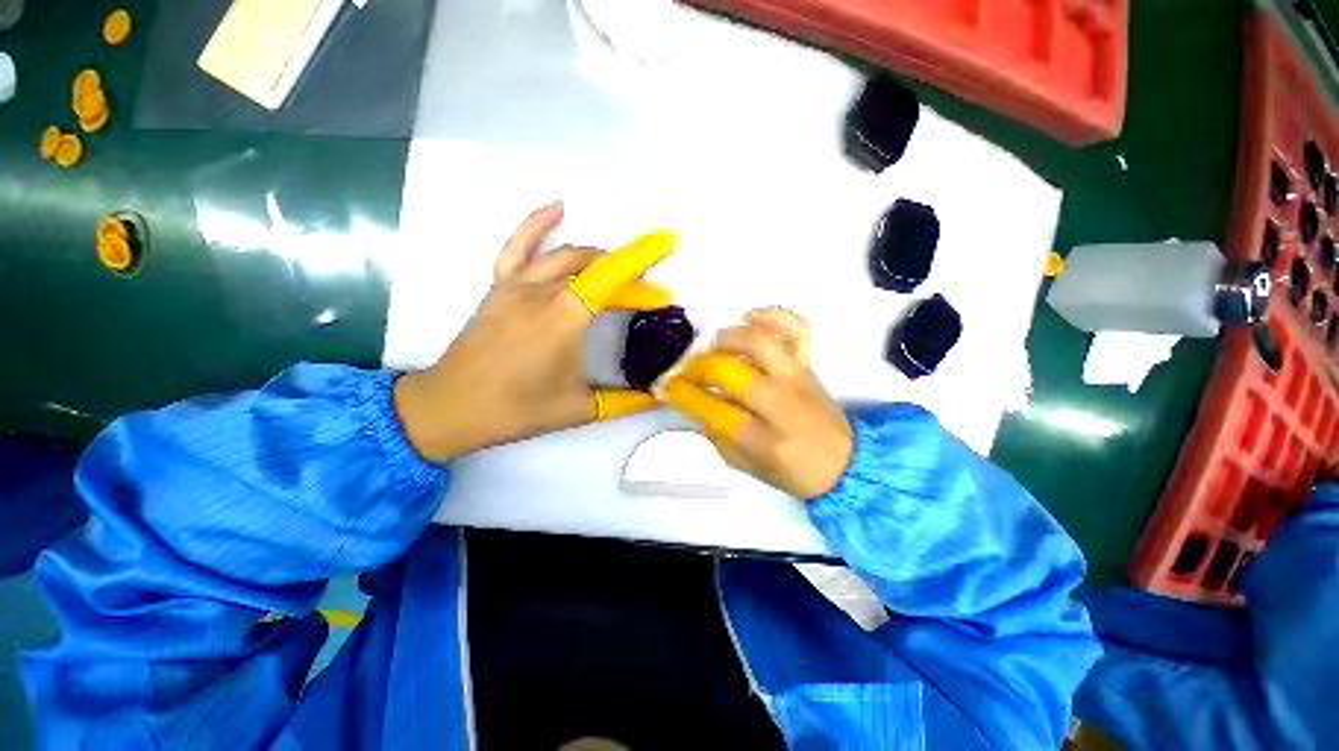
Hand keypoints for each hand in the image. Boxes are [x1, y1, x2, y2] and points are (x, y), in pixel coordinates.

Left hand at [394, 201, 674, 462]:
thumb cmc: (515, 409)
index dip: (641, 267)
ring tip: (621, 268)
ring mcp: (516, 286)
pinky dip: (538, 223)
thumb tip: (657, 398)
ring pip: (565, 255)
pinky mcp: (499, 286)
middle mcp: (541, 293)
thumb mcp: (577, 409)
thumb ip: (623, 402)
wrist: (451, 406)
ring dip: (599, 258)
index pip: (609, 280)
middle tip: (648, 298)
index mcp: (562, 321)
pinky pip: (519, 246)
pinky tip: (558, 207)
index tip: (667, 261)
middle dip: (628, 276)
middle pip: (594, 269)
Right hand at [662, 308, 853, 499]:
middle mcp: (780, 403)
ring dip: (727, 338)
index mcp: (763, 439)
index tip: (665, 387)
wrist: (844, 463)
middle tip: (687, 372)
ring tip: (713, 345)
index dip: (682, 395)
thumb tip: (692, 402)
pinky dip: (773, 315)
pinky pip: (797, 328)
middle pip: (730, 371)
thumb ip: (715, 434)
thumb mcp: (745, 465)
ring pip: (760, 342)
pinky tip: (750, 318)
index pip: (712, 409)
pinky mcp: (809, 363)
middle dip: (698, 368)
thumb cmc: (791, 471)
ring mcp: (797, 377)